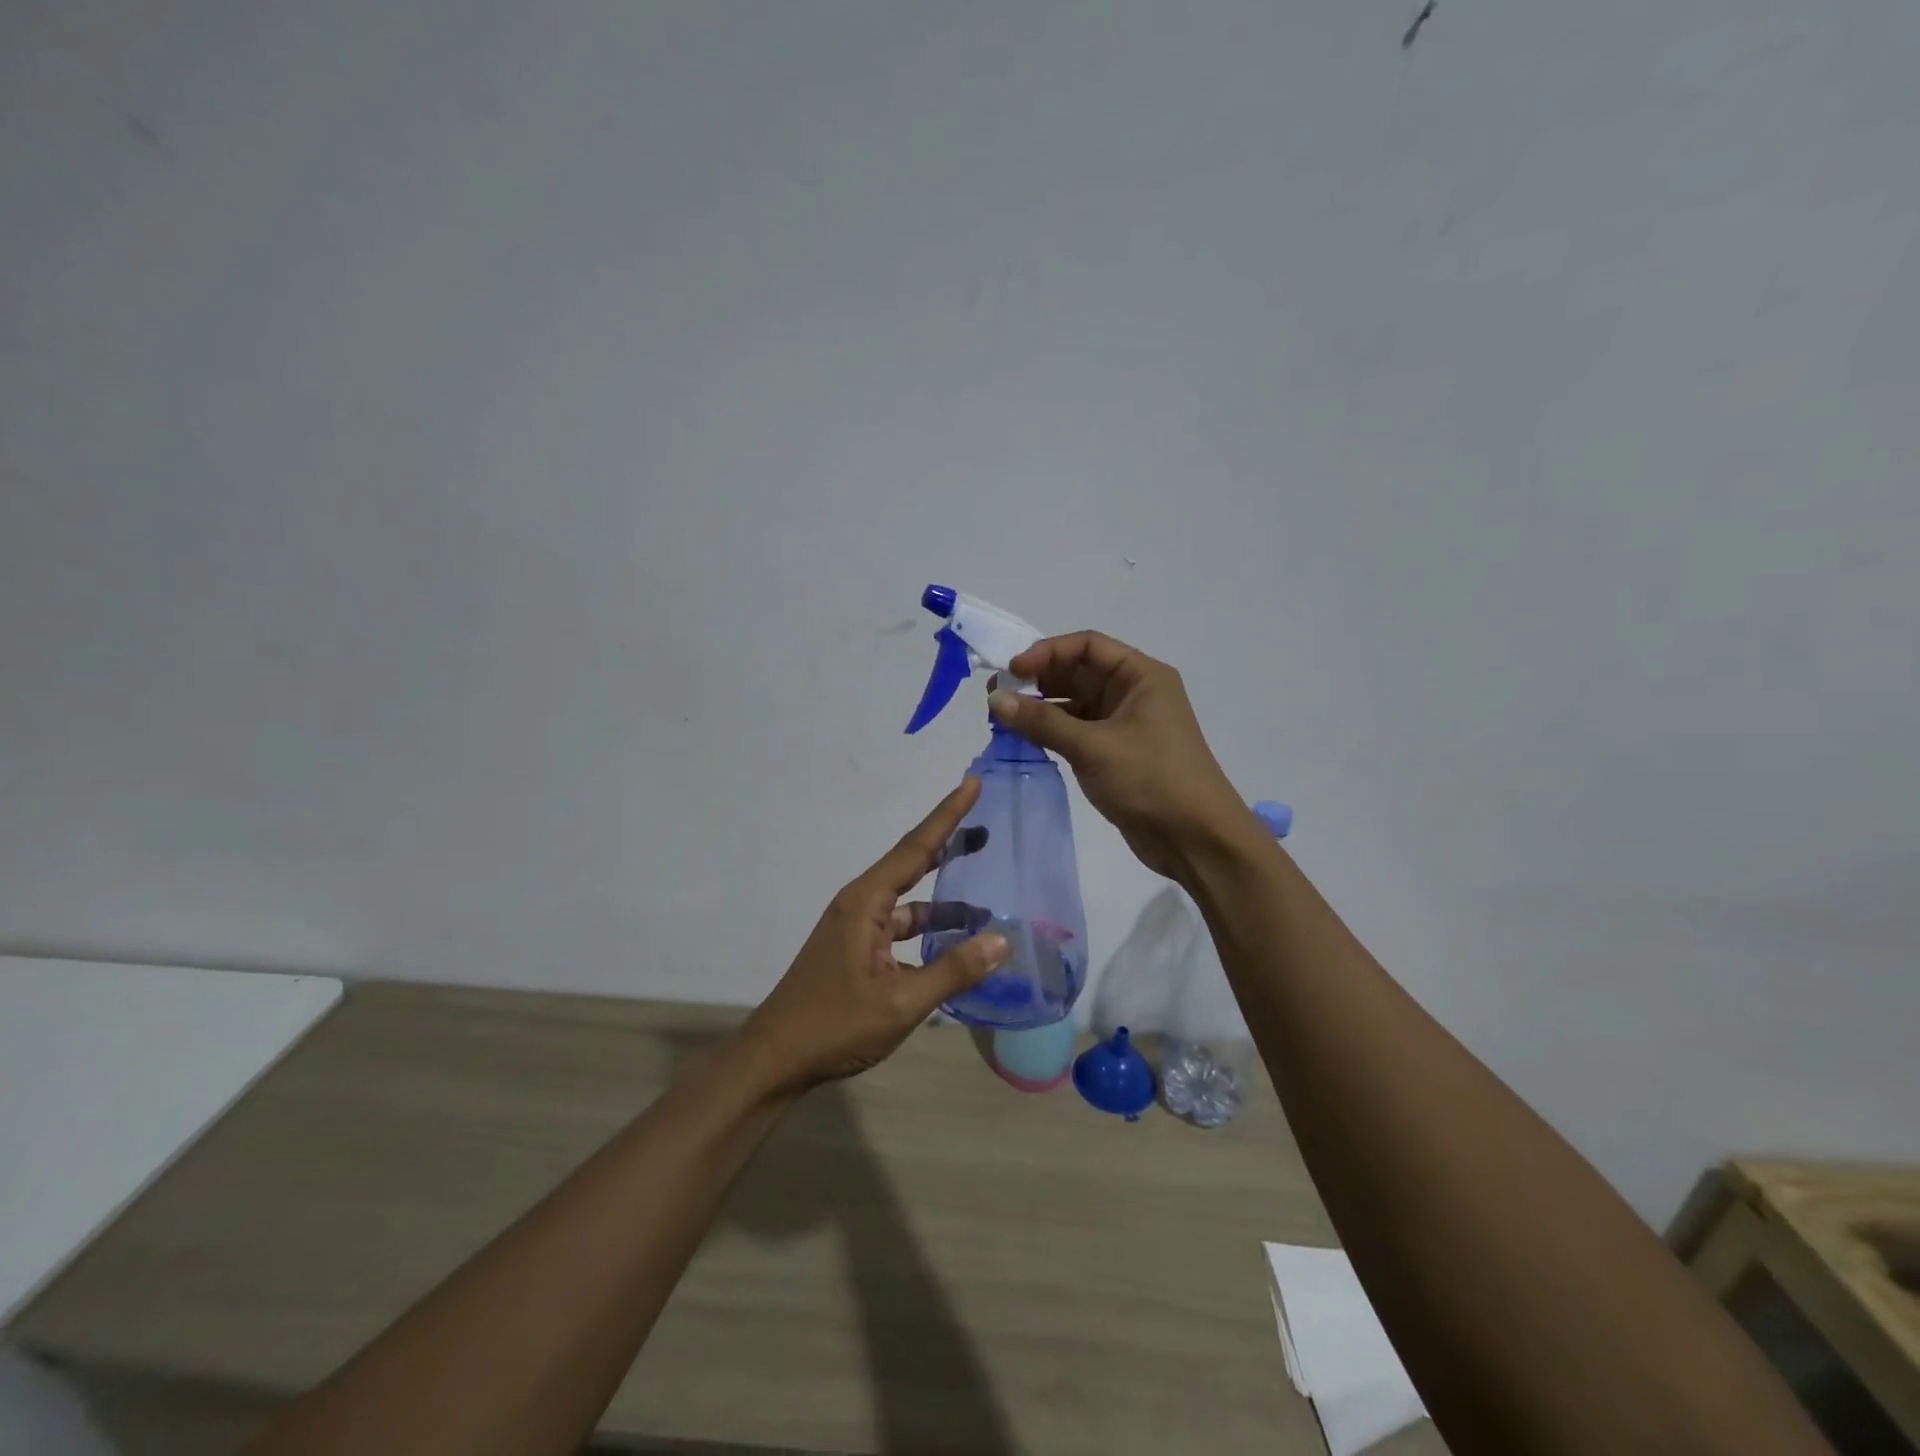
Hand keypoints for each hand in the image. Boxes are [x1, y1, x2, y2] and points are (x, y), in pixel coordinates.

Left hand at [739, 779, 1009, 1090]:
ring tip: (988, 901)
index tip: (972, 783)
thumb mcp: (901, 1002)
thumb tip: (1001, 940)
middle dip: (950, 844)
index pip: (916, 847)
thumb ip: (952, 971)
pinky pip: (901, 928)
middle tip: (988, 828)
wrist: (776, 1059)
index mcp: (866, 902)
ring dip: (945, 902)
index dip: (947, 815)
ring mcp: (858, 927)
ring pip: (910, 902)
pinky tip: (956, 946)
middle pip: (913, 864)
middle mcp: (861, 904)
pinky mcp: (858, 950)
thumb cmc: (834, 1025)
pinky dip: (929, 932)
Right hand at [988, 632, 1248, 879]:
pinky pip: (1078, 731)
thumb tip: (995, 698)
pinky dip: (1053, 732)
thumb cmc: (1151, 780)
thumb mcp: (1093, 747)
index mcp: (1141, 676)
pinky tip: (1025, 739)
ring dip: (1042, 708)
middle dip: (1038, 680)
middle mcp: (1134, 693)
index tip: (1011, 670)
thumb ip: (1042, 721)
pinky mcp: (1117, 754)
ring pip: (1076, 704)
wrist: (1196, 839)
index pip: (1087, 646)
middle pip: (1079, 672)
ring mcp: (1126, 725)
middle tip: (996, 694)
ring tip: (1003, 717)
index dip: (1046, 652)